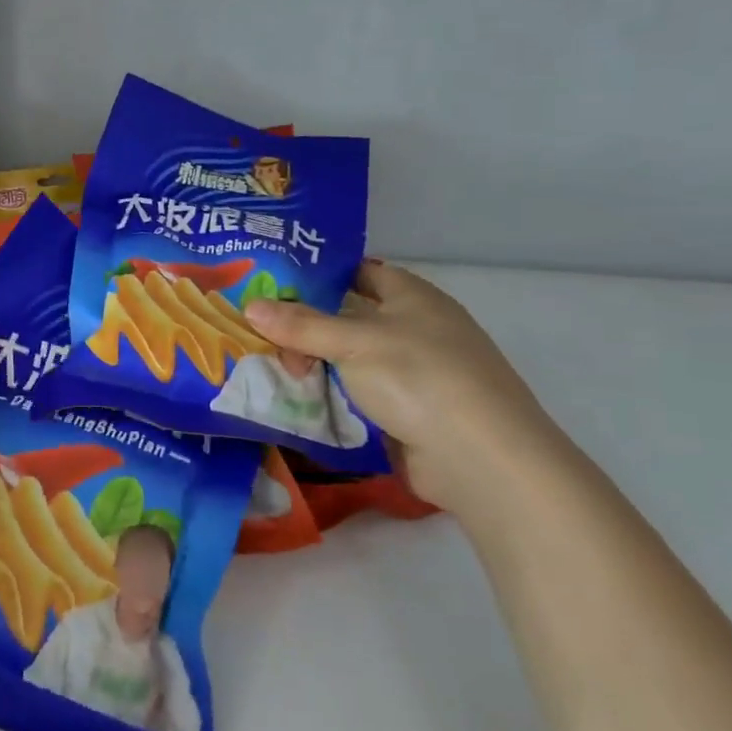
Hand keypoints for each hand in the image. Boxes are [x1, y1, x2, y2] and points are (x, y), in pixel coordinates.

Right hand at [244, 262, 555, 511]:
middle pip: (349, 317)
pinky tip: (298, 397)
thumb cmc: (419, 377)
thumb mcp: (353, 342)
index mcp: (412, 297)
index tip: (273, 280)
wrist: (482, 459)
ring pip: (351, 358)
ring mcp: (415, 372)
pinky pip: (359, 393)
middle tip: (259, 332)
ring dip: (315, 363)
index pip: (360, 271)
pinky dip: (331, 393)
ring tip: (268, 365)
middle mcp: (416, 328)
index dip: (319, 273)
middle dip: (305, 324)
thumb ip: (301, 325)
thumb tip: (250, 306)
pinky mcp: (410, 411)